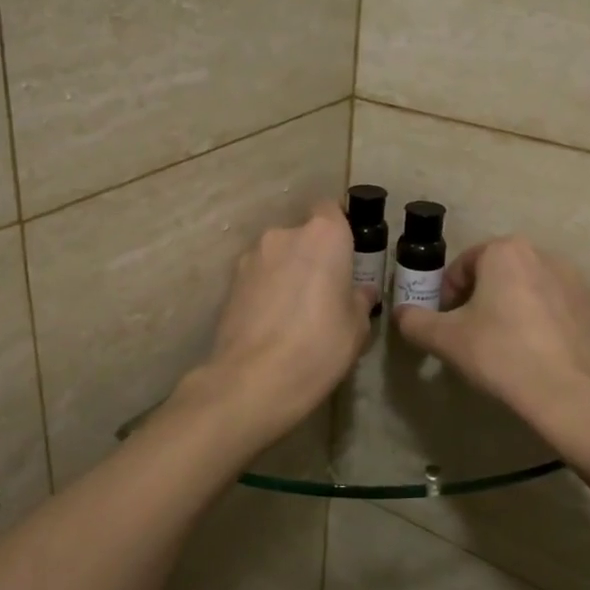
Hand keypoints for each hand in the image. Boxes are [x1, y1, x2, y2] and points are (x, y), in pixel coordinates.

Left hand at [186, 200, 373, 450]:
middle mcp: (284, 235)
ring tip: (294, 312)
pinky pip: (257, 277)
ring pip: (278, 256)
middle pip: (303, 235)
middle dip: (313, 256)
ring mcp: (251, 257)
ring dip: (287, 273)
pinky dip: (266, 291)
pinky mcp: (229, 282)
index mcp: (324, 235)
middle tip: (324, 291)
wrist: (254, 379)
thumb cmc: (319, 345)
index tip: (348, 256)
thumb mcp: (357, 327)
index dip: (340, 230)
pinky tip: (272, 323)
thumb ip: (359, 299)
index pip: (332, 210)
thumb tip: (360, 291)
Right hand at [395, 235, 589, 424]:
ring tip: (505, 346)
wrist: (571, 393)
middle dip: (480, 299)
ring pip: (527, 289)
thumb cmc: (501, 354)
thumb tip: (401, 314)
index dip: (448, 294)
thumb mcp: (445, 339)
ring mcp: (574, 279)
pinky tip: (536, 354)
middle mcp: (542, 254)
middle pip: (497, 273)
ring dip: (511, 309)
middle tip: (471, 334)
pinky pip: (556, 307)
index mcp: (505, 251)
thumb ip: (415, 321)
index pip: (463, 265)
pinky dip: (541, 322)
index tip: (446, 322)